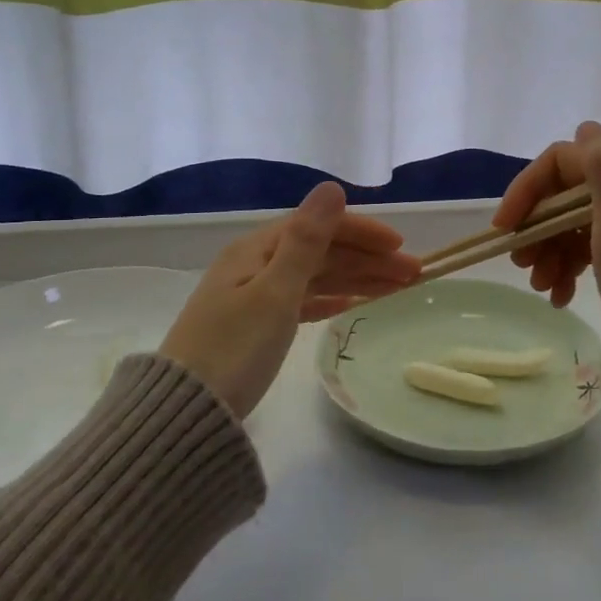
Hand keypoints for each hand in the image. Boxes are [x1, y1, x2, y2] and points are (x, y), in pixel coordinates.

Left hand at [159, 181, 418, 417]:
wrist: (186, 413)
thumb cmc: (234, 350)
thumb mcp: (275, 293)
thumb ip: (307, 242)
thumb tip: (331, 186)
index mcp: (256, 250)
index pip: (319, 227)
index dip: (362, 232)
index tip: (401, 247)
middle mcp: (254, 265)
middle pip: (321, 252)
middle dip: (367, 259)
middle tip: (414, 275)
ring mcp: (253, 296)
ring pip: (315, 277)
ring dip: (355, 279)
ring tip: (396, 289)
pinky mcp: (255, 327)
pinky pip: (302, 302)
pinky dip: (330, 300)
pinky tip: (351, 305)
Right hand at [493, 121, 600, 377]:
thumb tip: (586, 130)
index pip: (567, 159)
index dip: (530, 186)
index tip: (507, 226)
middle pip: (567, 191)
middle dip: (537, 224)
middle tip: (521, 262)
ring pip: (572, 220)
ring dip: (548, 249)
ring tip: (541, 286)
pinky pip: (587, 246)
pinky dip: (567, 266)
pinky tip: (559, 295)